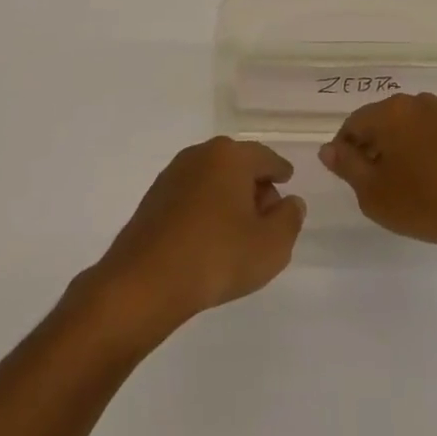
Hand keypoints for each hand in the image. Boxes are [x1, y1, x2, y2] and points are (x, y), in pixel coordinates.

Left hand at [86, 138, 305, 342]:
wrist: (146, 280)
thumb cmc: (217, 256)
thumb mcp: (271, 246)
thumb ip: (289, 219)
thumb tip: (290, 201)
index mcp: (231, 156)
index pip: (265, 157)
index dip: (280, 171)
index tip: (287, 180)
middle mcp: (201, 154)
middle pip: (238, 164)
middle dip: (255, 185)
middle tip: (266, 217)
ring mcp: (174, 173)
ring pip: (213, 178)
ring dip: (228, 197)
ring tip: (238, 232)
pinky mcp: (154, 196)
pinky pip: (192, 194)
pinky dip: (206, 207)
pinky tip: (209, 237)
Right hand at [319, 93, 436, 256]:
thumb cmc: (422, 203)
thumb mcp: (372, 192)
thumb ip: (347, 166)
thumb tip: (328, 148)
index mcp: (389, 111)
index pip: (353, 124)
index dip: (345, 150)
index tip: (349, 177)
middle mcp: (415, 103)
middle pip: (380, 121)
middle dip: (372, 146)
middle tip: (373, 183)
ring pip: (406, 127)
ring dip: (397, 148)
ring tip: (401, 183)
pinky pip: (430, 135)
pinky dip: (421, 151)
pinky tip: (427, 180)